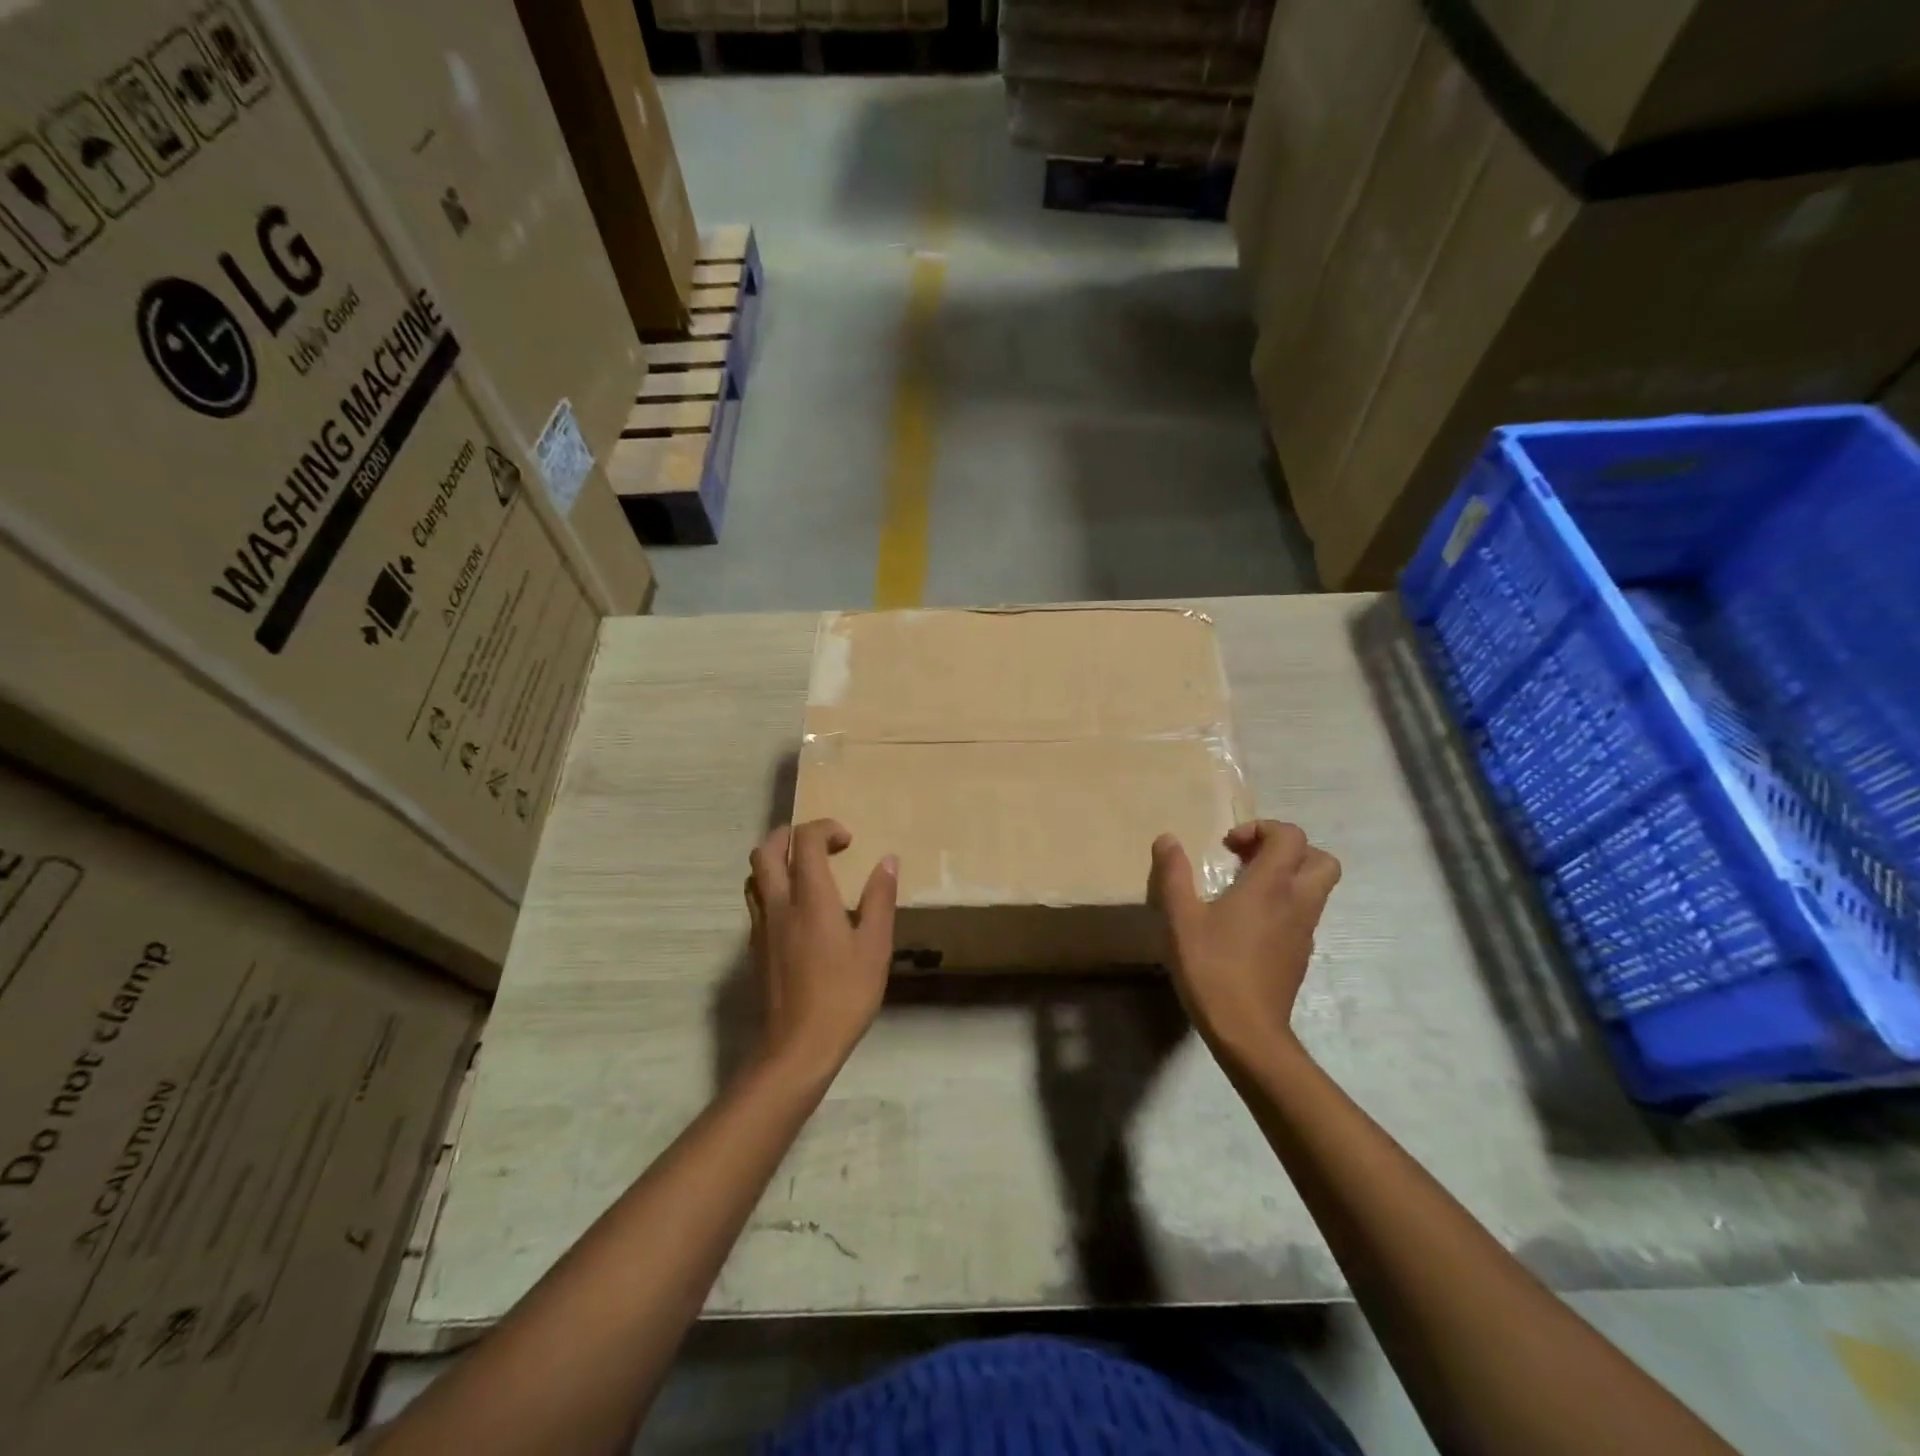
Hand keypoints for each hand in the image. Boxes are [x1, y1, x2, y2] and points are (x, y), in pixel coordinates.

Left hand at [746, 819, 897, 1080]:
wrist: (798, 1046)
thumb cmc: (844, 995)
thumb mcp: (875, 947)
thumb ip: (880, 899)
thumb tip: (887, 860)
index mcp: (810, 899)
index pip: (805, 841)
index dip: (825, 828)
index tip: (848, 841)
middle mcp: (779, 904)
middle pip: (766, 850)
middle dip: (789, 835)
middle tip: (818, 843)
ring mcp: (762, 926)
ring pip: (755, 875)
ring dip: (776, 859)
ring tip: (805, 870)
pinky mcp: (755, 947)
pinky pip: (756, 900)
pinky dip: (772, 887)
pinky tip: (797, 909)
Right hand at [1149, 820, 1340, 1052]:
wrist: (1247, 1031)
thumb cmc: (1212, 968)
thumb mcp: (1180, 918)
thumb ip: (1174, 874)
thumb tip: (1167, 838)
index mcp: (1271, 886)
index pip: (1290, 836)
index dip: (1262, 828)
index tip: (1229, 846)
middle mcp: (1297, 902)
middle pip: (1320, 859)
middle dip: (1287, 849)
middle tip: (1249, 859)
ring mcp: (1304, 931)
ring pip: (1316, 887)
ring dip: (1287, 876)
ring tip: (1244, 889)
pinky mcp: (1301, 954)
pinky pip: (1303, 913)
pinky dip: (1283, 904)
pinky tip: (1247, 923)